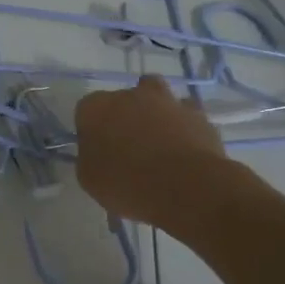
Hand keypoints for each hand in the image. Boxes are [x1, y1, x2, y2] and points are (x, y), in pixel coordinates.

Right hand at [74, 77, 236, 232]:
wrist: (185, 188)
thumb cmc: (127, 184)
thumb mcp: (90, 179)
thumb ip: (90, 157)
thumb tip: (99, 151)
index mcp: (96, 108)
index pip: (87, 110)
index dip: (93, 130)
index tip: (99, 151)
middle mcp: (130, 95)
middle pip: (124, 99)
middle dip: (126, 116)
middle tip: (129, 146)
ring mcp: (167, 101)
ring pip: (159, 98)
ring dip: (157, 113)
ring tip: (161, 143)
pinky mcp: (198, 115)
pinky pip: (187, 116)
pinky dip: (184, 128)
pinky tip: (185, 150)